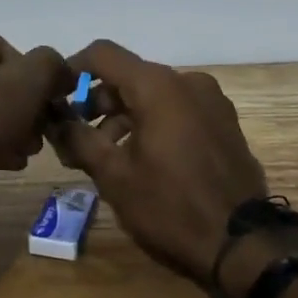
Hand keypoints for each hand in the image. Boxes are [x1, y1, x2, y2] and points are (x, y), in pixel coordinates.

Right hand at [49, 40, 267, 286]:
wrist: (243, 243)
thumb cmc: (170, 205)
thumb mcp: (113, 175)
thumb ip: (78, 138)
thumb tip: (54, 118)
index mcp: (158, 86)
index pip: (103, 54)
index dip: (73, 69)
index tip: (57, 98)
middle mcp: (187, 82)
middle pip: (129, 76)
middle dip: (97, 104)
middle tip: (76, 140)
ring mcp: (211, 101)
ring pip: (153, 95)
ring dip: (123, 118)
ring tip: (105, 157)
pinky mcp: (224, 123)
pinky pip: (177, 110)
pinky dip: (152, 124)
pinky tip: (141, 160)